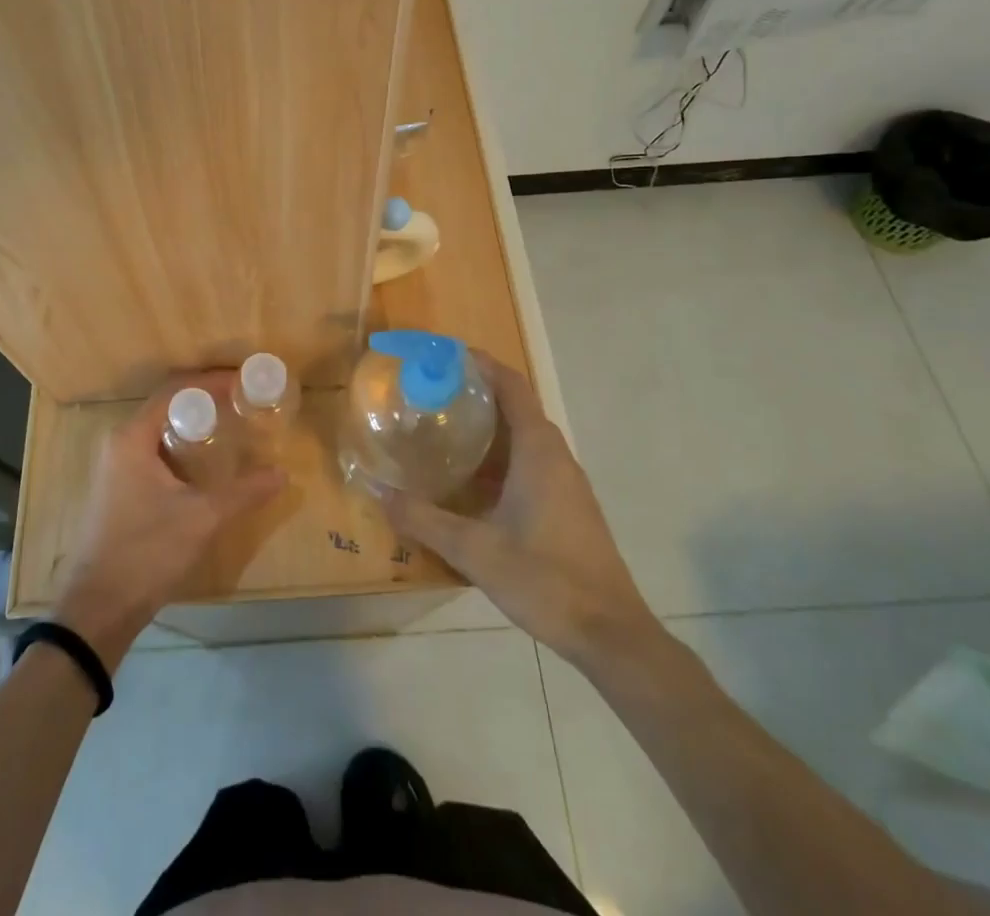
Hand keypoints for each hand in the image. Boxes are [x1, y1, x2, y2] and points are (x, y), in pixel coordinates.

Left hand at [54, 371, 284, 668]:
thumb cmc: (146, 552)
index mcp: (132, 437)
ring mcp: (115, 467)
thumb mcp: (202, 518)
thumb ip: (244, 492)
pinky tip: (206, 466)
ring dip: (194, 427)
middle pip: (167, 407)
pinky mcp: (118, 489)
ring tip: (231, 430)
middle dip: (206, 402)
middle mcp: (119, 443)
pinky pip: (154, 453)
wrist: (97, 610)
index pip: (175, 390)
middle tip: (243, 405)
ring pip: (160, 432)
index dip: (211, 382)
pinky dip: (181, 449)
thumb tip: (282, 473)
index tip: (244, 382)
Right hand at [382, 352, 660, 665]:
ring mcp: (566, 482)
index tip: (445, 355)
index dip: (482, 363)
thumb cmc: (546, 579)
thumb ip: (424, 520)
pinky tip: (470, 483)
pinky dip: (499, 457)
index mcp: (538, 450)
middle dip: (476, 394)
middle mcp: (555, 456)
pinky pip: (530, 463)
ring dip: (488, 428)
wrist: (611, 634)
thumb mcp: (474, 550)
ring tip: (443, 431)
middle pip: (516, 407)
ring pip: (524, 438)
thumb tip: (378, 494)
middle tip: (431, 394)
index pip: (512, 385)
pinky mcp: (568, 506)